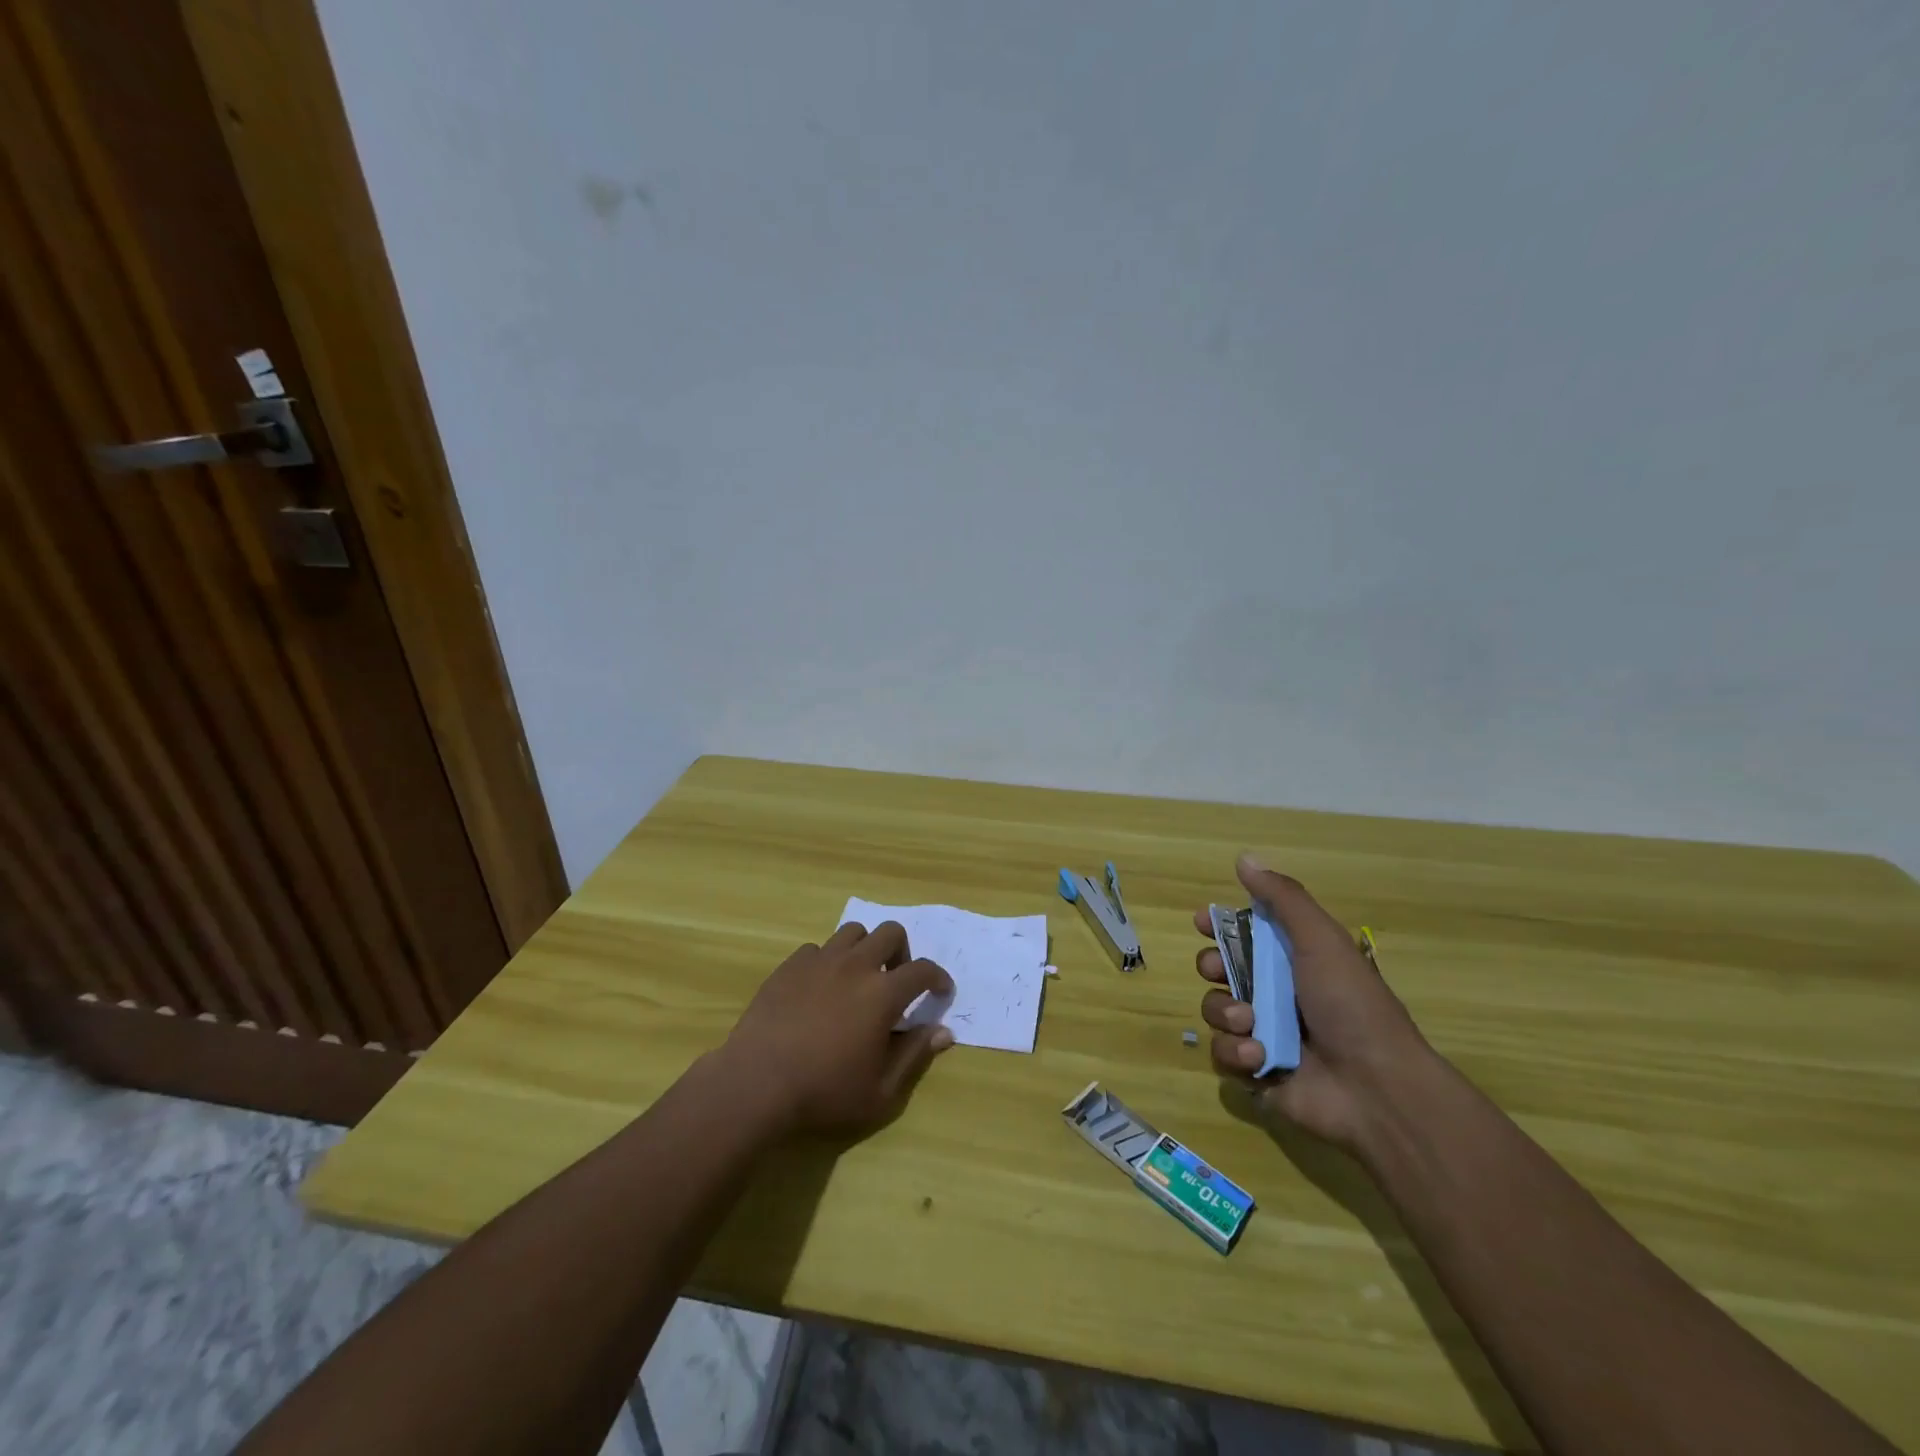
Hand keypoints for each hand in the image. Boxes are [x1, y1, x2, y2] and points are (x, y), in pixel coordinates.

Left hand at [720, 922, 955, 1135]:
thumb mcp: (880, 1091)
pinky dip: (827, 961)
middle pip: (891, 932)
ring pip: (853, 932)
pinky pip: (817, 949)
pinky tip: (820, 988)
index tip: (940, 990)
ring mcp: (819, 961)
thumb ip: (914, 1056)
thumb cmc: (824, 1092)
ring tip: (858, 978)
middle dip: (902, 952)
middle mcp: (855, 965)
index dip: (938, 977)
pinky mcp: (789, 966)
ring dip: (865, 949)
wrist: (756, 1082)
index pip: (922, 970)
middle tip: (896, 980)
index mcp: (883, 993)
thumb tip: (943, 1032)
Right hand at [1196, 854, 1432, 1151]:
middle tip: (1219, 972)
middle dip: (1211, 968)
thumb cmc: (1351, 1005)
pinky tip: (1259, 1058)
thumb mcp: (1321, 940)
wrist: (1378, 1088)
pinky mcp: (1256, 1074)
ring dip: (1225, 1014)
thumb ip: (1282, 899)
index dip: (1219, 927)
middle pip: (1219, 971)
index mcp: (1292, 961)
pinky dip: (1235, 1054)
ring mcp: (1264, 1036)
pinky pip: (1222, 1056)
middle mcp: (1275, 995)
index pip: (1244, 935)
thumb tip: (1244, 858)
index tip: (1203, 923)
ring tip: (1251, 1025)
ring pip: (1215, 1012)